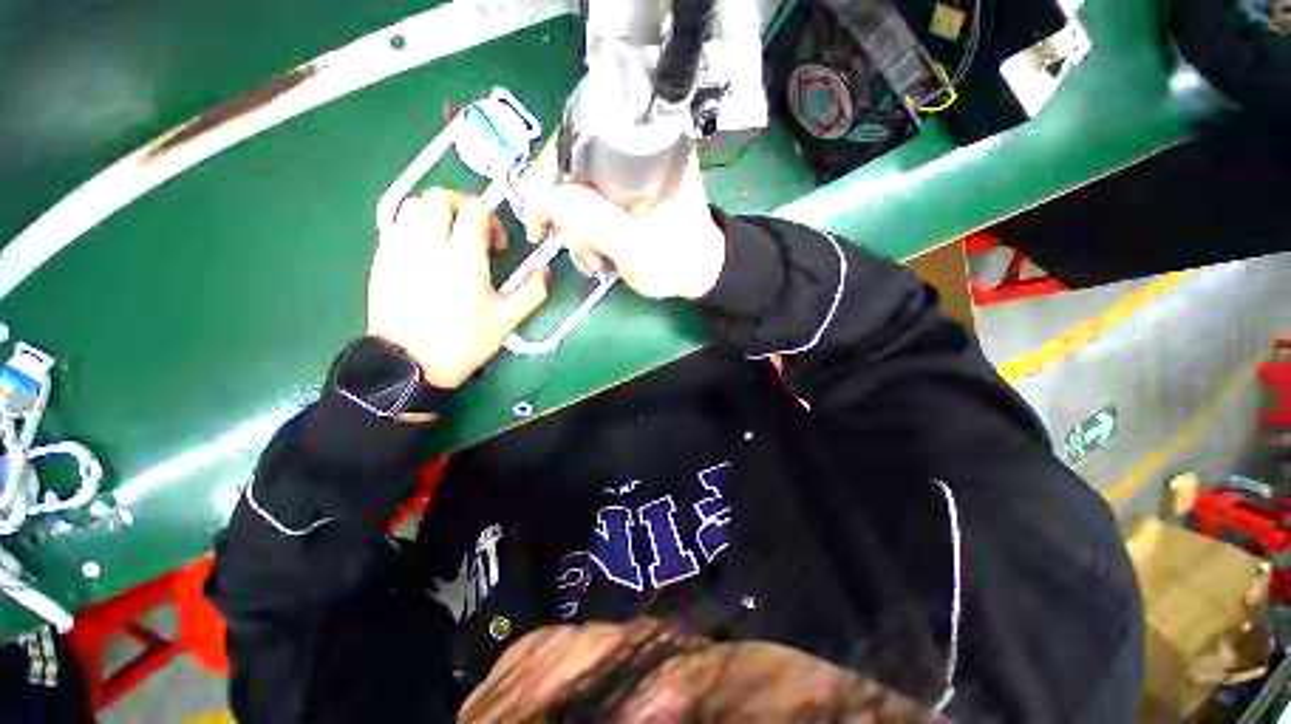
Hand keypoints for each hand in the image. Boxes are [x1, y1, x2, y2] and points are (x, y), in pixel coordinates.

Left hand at [367, 189, 546, 388]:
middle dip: (461, 205)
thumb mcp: (507, 320)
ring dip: (435, 213)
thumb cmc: (464, 342)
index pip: (475, 212)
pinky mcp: (382, 259)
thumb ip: (532, 292)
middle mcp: (429, 244)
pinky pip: (397, 225)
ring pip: (413, 205)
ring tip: (448, 238)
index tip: (497, 246)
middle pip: (440, 197)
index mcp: (464, 258)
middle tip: (473, 230)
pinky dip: (415, 227)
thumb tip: (545, 271)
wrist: (409, 364)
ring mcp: (400, 249)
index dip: (492, 221)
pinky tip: (426, 253)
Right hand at [527, 157, 726, 300]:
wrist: (699, 273)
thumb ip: (592, 222)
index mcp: (647, 147)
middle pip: (573, 165)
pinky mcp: (626, 191)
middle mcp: (635, 149)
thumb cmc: (677, 261)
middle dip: (568, 216)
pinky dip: (587, 231)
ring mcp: (629, 172)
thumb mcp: (635, 248)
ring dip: (579, 231)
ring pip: (578, 188)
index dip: (549, 176)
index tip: (540, 220)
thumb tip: (544, 196)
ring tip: (598, 261)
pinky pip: (590, 202)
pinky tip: (600, 254)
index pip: (578, 139)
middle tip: (585, 254)